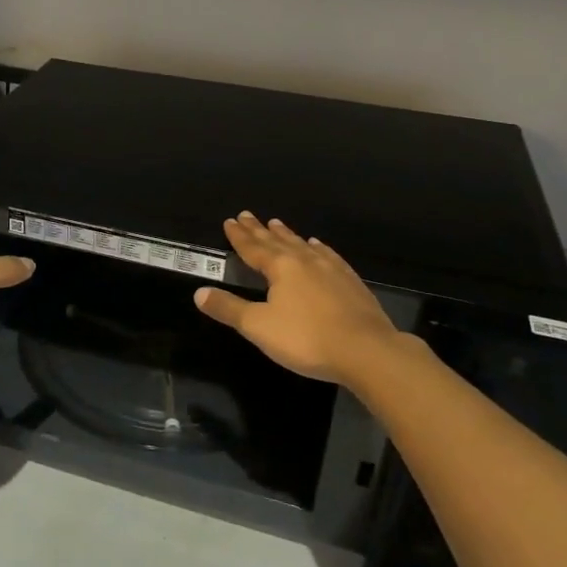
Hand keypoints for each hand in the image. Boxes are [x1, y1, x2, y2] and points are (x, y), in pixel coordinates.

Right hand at [194, 213, 414, 386]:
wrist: (367, 351)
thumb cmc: (306, 339)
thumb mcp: (258, 327)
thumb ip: (229, 308)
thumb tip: (199, 293)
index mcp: (280, 268)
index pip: (253, 247)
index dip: (239, 236)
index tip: (230, 220)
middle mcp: (304, 261)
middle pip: (277, 241)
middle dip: (259, 229)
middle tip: (248, 215)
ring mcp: (331, 269)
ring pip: (303, 245)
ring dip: (287, 235)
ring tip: (277, 224)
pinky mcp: (351, 281)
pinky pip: (328, 256)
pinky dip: (318, 248)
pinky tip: (317, 246)